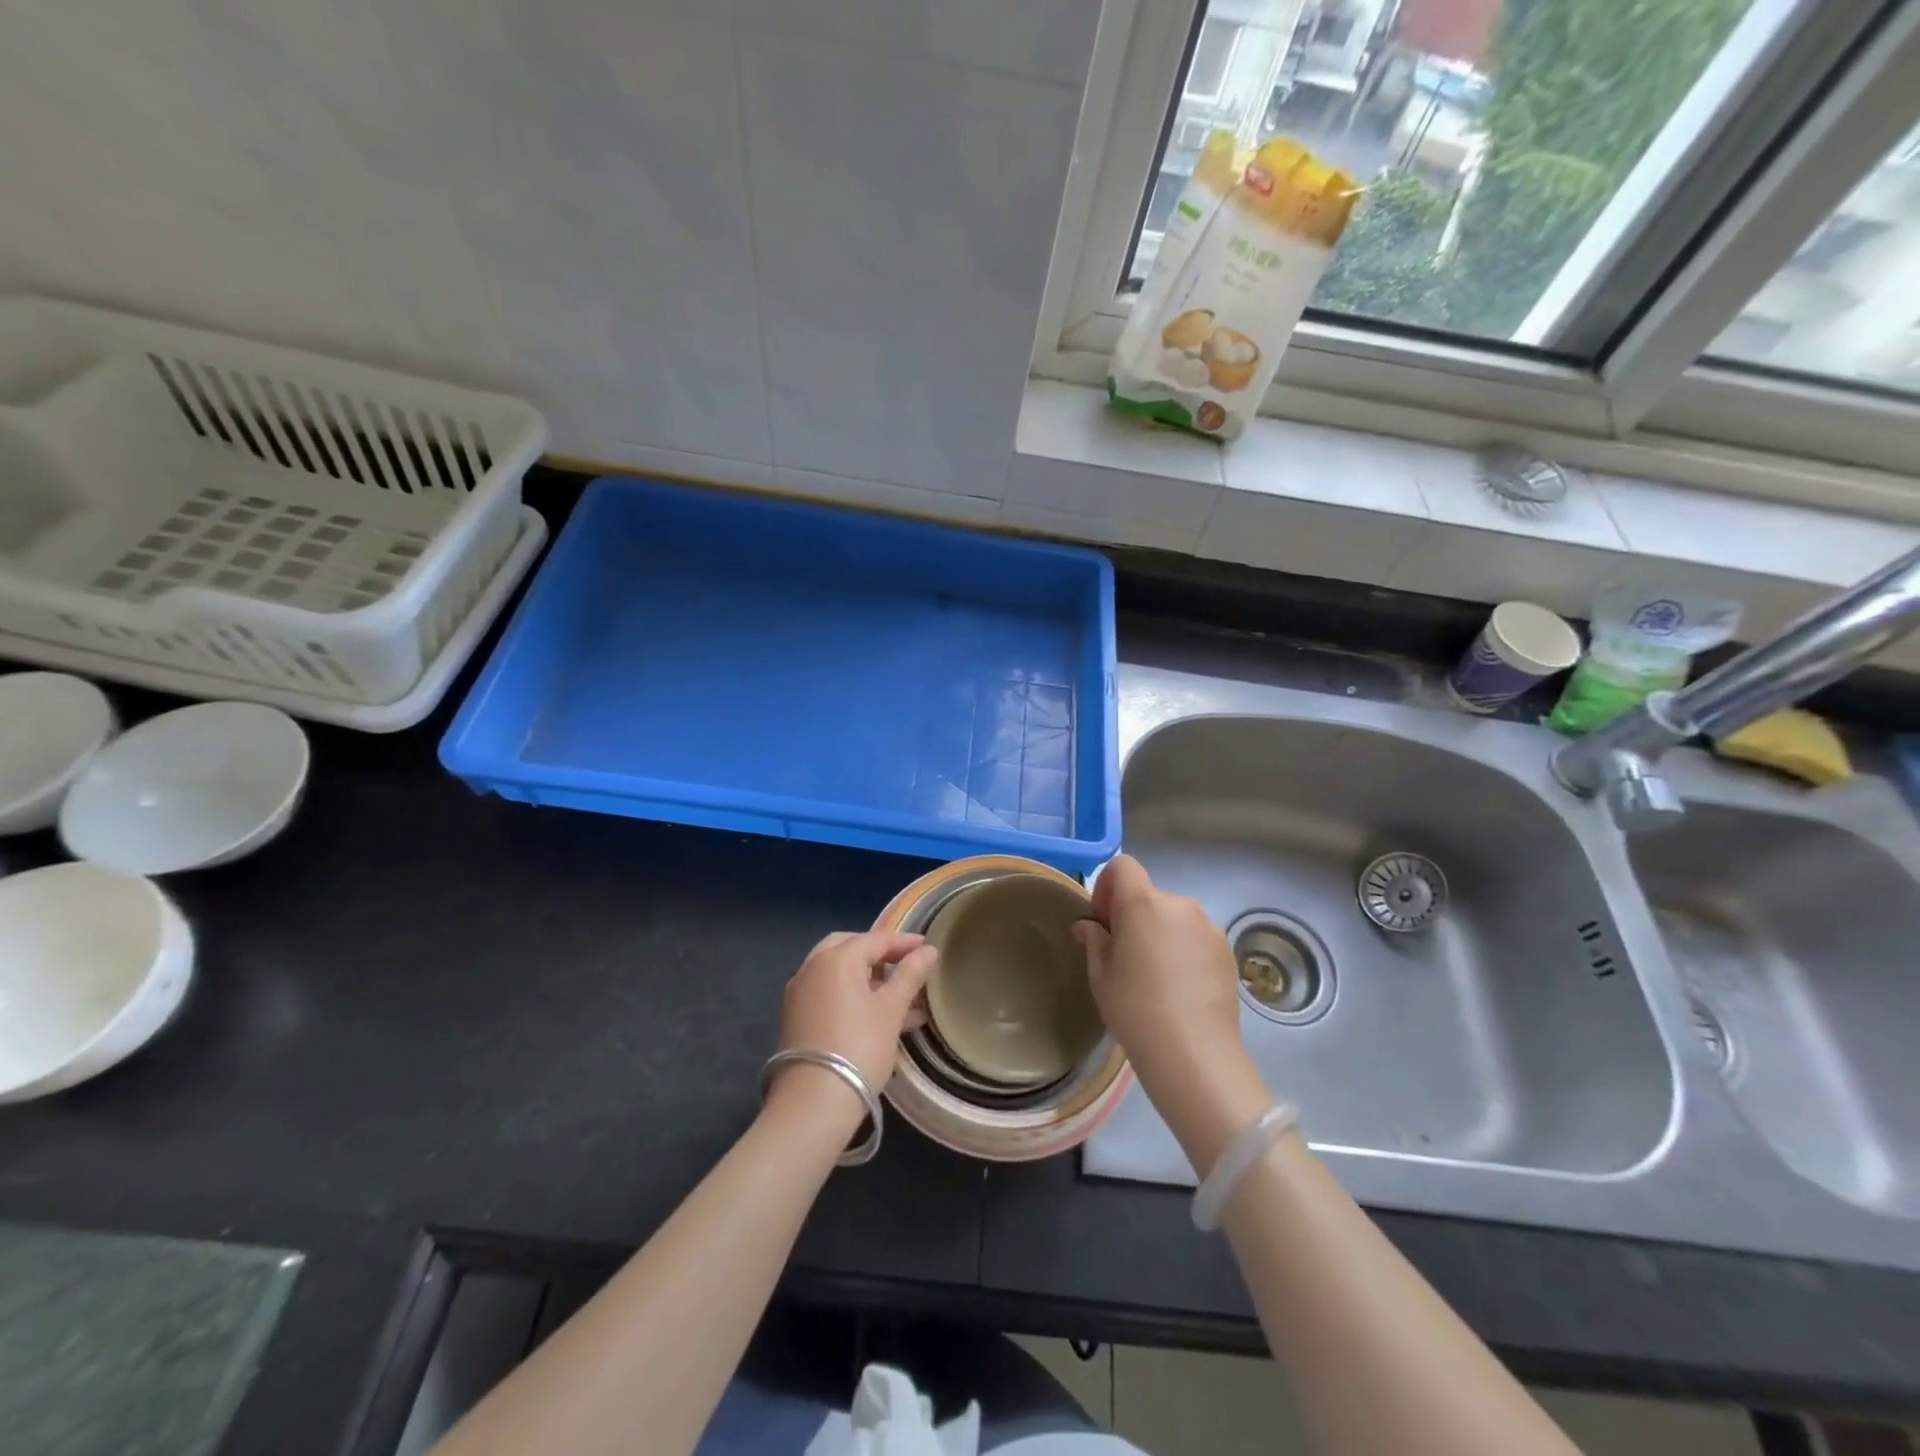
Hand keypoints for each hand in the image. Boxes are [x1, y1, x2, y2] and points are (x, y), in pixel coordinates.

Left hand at [776, 931, 936, 1095]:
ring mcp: (800, 993)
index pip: (876, 939)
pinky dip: (851, 995)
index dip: (904, 942)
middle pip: (850, 948)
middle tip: (903, 964)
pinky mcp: (796, 1017)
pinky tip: (878, 1016)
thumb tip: (928, 950)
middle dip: (878, 954)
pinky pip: (829, 993)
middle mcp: (812, 967)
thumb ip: (910, 975)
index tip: (927, 947)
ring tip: (901, 997)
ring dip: (868, 978)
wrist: (813, 1101)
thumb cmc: (860, 1046)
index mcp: (837, 958)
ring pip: (838, 973)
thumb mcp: (892, 1009)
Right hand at [1074, 855, 1242, 1087]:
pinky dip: (1184, 951)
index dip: (1107, 886)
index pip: (1122, 866)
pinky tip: (1180, 988)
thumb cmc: (1135, 1009)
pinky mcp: (1227, 951)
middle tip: (1125, 956)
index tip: (1103, 921)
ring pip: (1174, 918)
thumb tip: (1088, 926)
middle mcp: (1179, 905)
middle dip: (1133, 917)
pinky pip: (1196, 938)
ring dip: (1160, 933)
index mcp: (1143, 903)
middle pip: (1148, 896)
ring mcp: (1208, 927)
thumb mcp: (1101, 976)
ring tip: (1156, 977)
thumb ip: (1094, 941)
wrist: (1193, 1053)